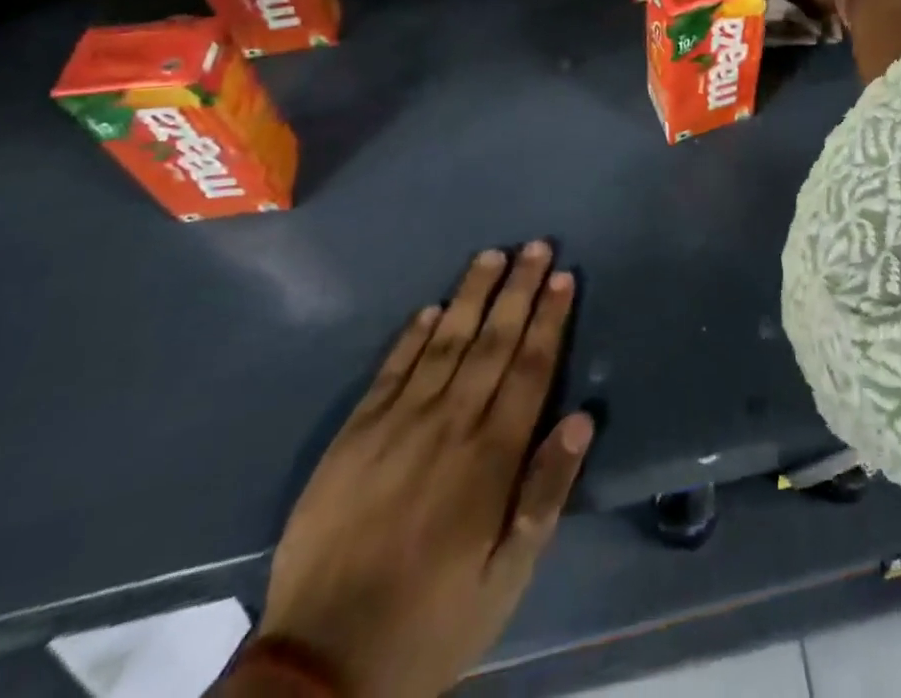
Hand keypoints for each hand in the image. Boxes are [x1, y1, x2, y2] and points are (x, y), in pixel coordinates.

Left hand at [252, 243, 591, 697]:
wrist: (319, 669)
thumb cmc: (432, 621)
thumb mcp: (507, 577)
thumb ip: (545, 493)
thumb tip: (581, 419)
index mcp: (491, 457)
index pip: (530, 367)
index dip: (549, 318)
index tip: (562, 277)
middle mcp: (449, 424)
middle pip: (492, 341)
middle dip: (518, 290)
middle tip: (536, 245)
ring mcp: (396, 425)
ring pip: (444, 342)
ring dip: (471, 295)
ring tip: (491, 255)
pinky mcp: (354, 436)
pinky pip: (390, 370)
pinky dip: (412, 335)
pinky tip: (431, 308)